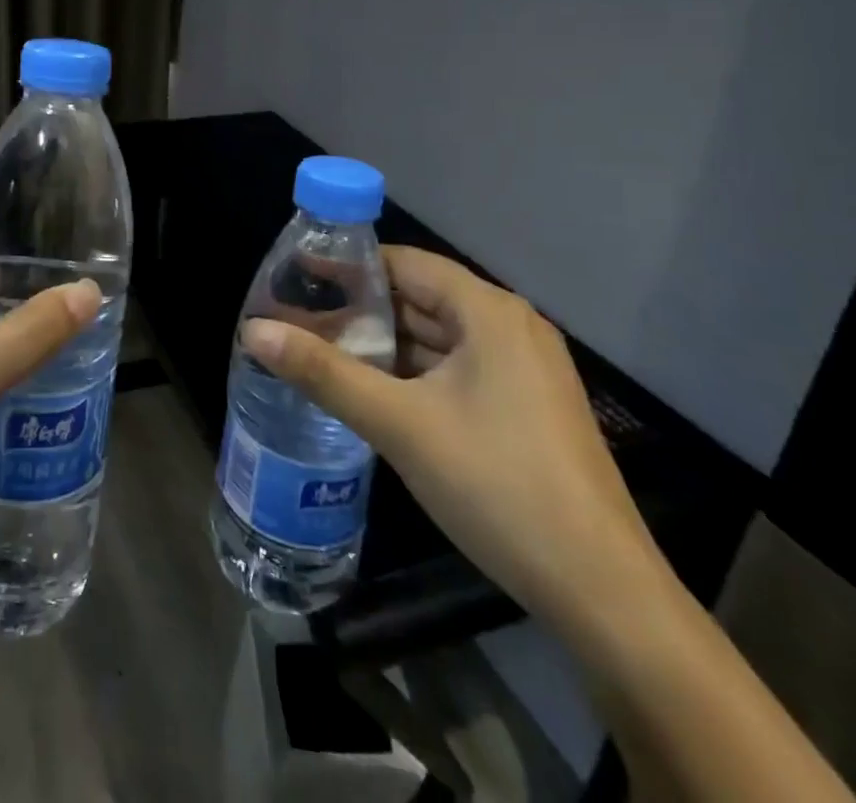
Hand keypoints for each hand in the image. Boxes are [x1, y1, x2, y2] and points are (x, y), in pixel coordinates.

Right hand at [241, 246, 665, 633]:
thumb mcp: (399, 424)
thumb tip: (252, 330)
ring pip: (438, 337)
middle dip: (360, 308)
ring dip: (384, 343)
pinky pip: (458, 369)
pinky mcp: (527, 407)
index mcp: (489, 312)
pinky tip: (374, 392)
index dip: (348, 266)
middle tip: (298, 318)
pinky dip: (414, 372)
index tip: (296, 276)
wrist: (602, 593)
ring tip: (323, 351)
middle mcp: (511, 327)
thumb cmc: (497, 485)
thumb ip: (323, 372)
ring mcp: (524, 369)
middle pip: (420, 297)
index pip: (404, 263)